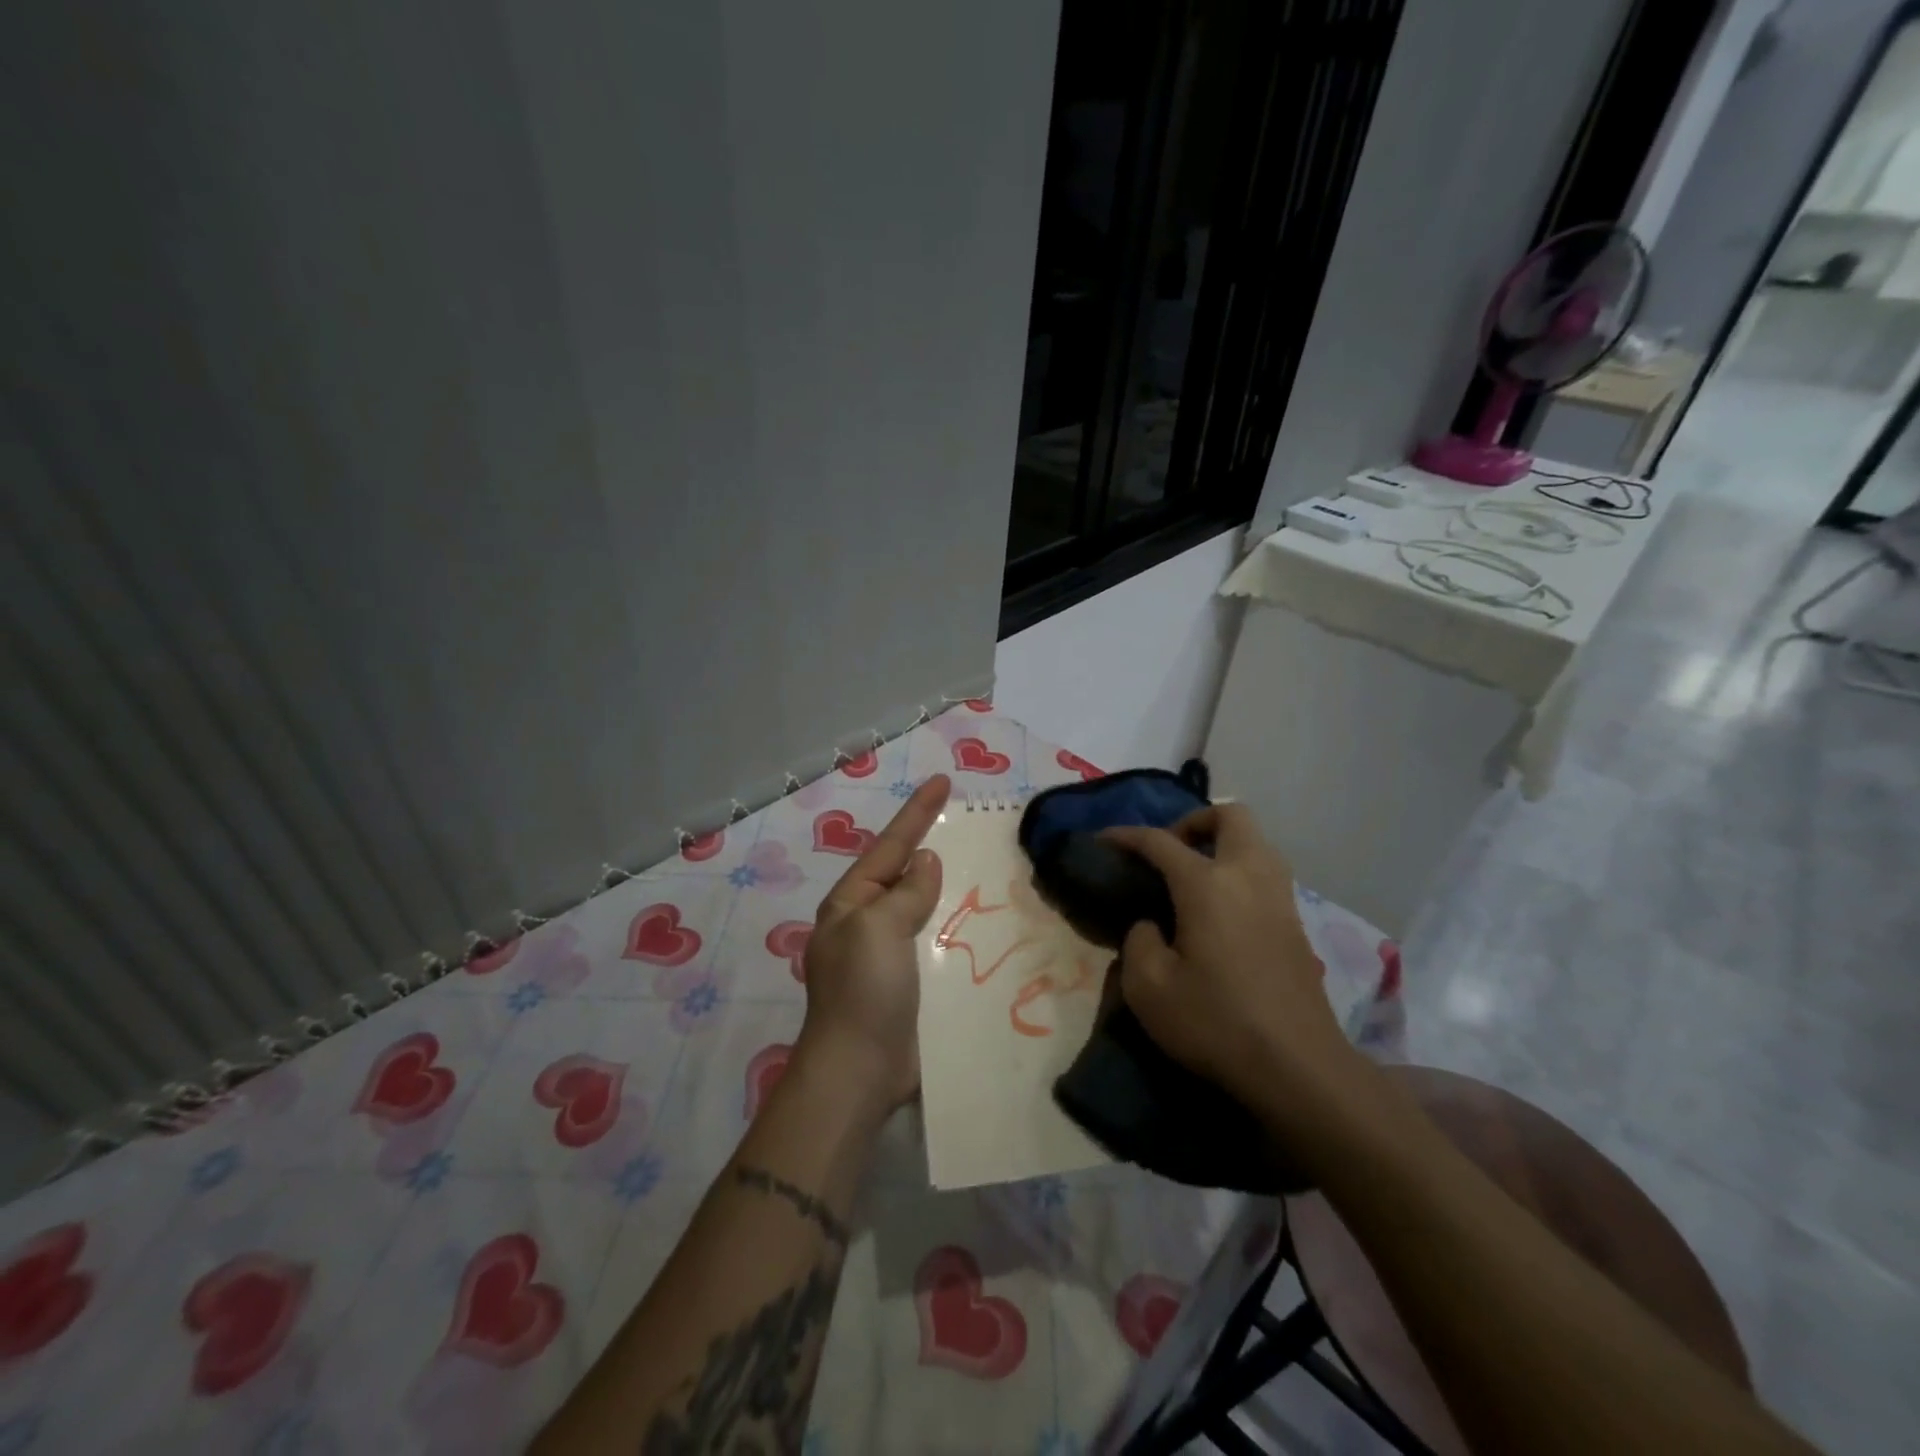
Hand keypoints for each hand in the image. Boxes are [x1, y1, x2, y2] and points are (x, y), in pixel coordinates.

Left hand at [795, 774, 949, 1117]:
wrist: (859, 1071)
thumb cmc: (864, 990)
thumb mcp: (879, 928)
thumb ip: (906, 891)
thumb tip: (925, 862)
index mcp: (851, 903)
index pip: (890, 845)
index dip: (917, 812)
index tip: (943, 781)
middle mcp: (865, 923)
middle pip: (903, 872)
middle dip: (930, 845)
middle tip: (965, 822)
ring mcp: (886, 955)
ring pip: (921, 906)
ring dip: (946, 886)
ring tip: (981, 864)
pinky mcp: (908, 983)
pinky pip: (933, 941)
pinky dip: (953, 925)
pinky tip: (980, 921)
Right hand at [1103, 805, 1354, 1109]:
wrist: (1298, 1067)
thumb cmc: (1216, 1023)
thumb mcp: (1149, 988)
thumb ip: (1139, 941)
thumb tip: (1152, 925)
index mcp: (1207, 884)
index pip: (1160, 841)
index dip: (1126, 836)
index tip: (1102, 841)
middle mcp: (1248, 876)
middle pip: (1230, 815)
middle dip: (1194, 821)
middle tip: (1169, 853)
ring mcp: (1279, 897)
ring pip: (1256, 841)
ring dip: (1223, 843)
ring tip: (1194, 878)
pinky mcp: (1296, 923)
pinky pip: (1266, 872)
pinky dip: (1240, 871)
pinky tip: (1221, 911)